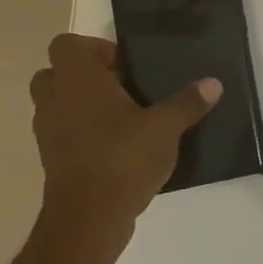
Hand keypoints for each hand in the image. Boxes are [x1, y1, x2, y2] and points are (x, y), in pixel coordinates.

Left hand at [28, 34, 220, 245]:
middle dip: (85, 77)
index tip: (126, 67)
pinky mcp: (52, 160)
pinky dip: (83, 134)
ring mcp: (48, 132)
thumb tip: (213, 83)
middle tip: (123, 88)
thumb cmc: (122, 158)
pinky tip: (118, 146)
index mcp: (77, 80)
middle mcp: (55, 100)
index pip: (66, 44)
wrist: (88, 219)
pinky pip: (63, 133)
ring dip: (82, 106)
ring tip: (123, 118)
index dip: (94, 49)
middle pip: (56, 73)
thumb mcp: (165, 127)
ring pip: (58, 105)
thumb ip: (188, 103)